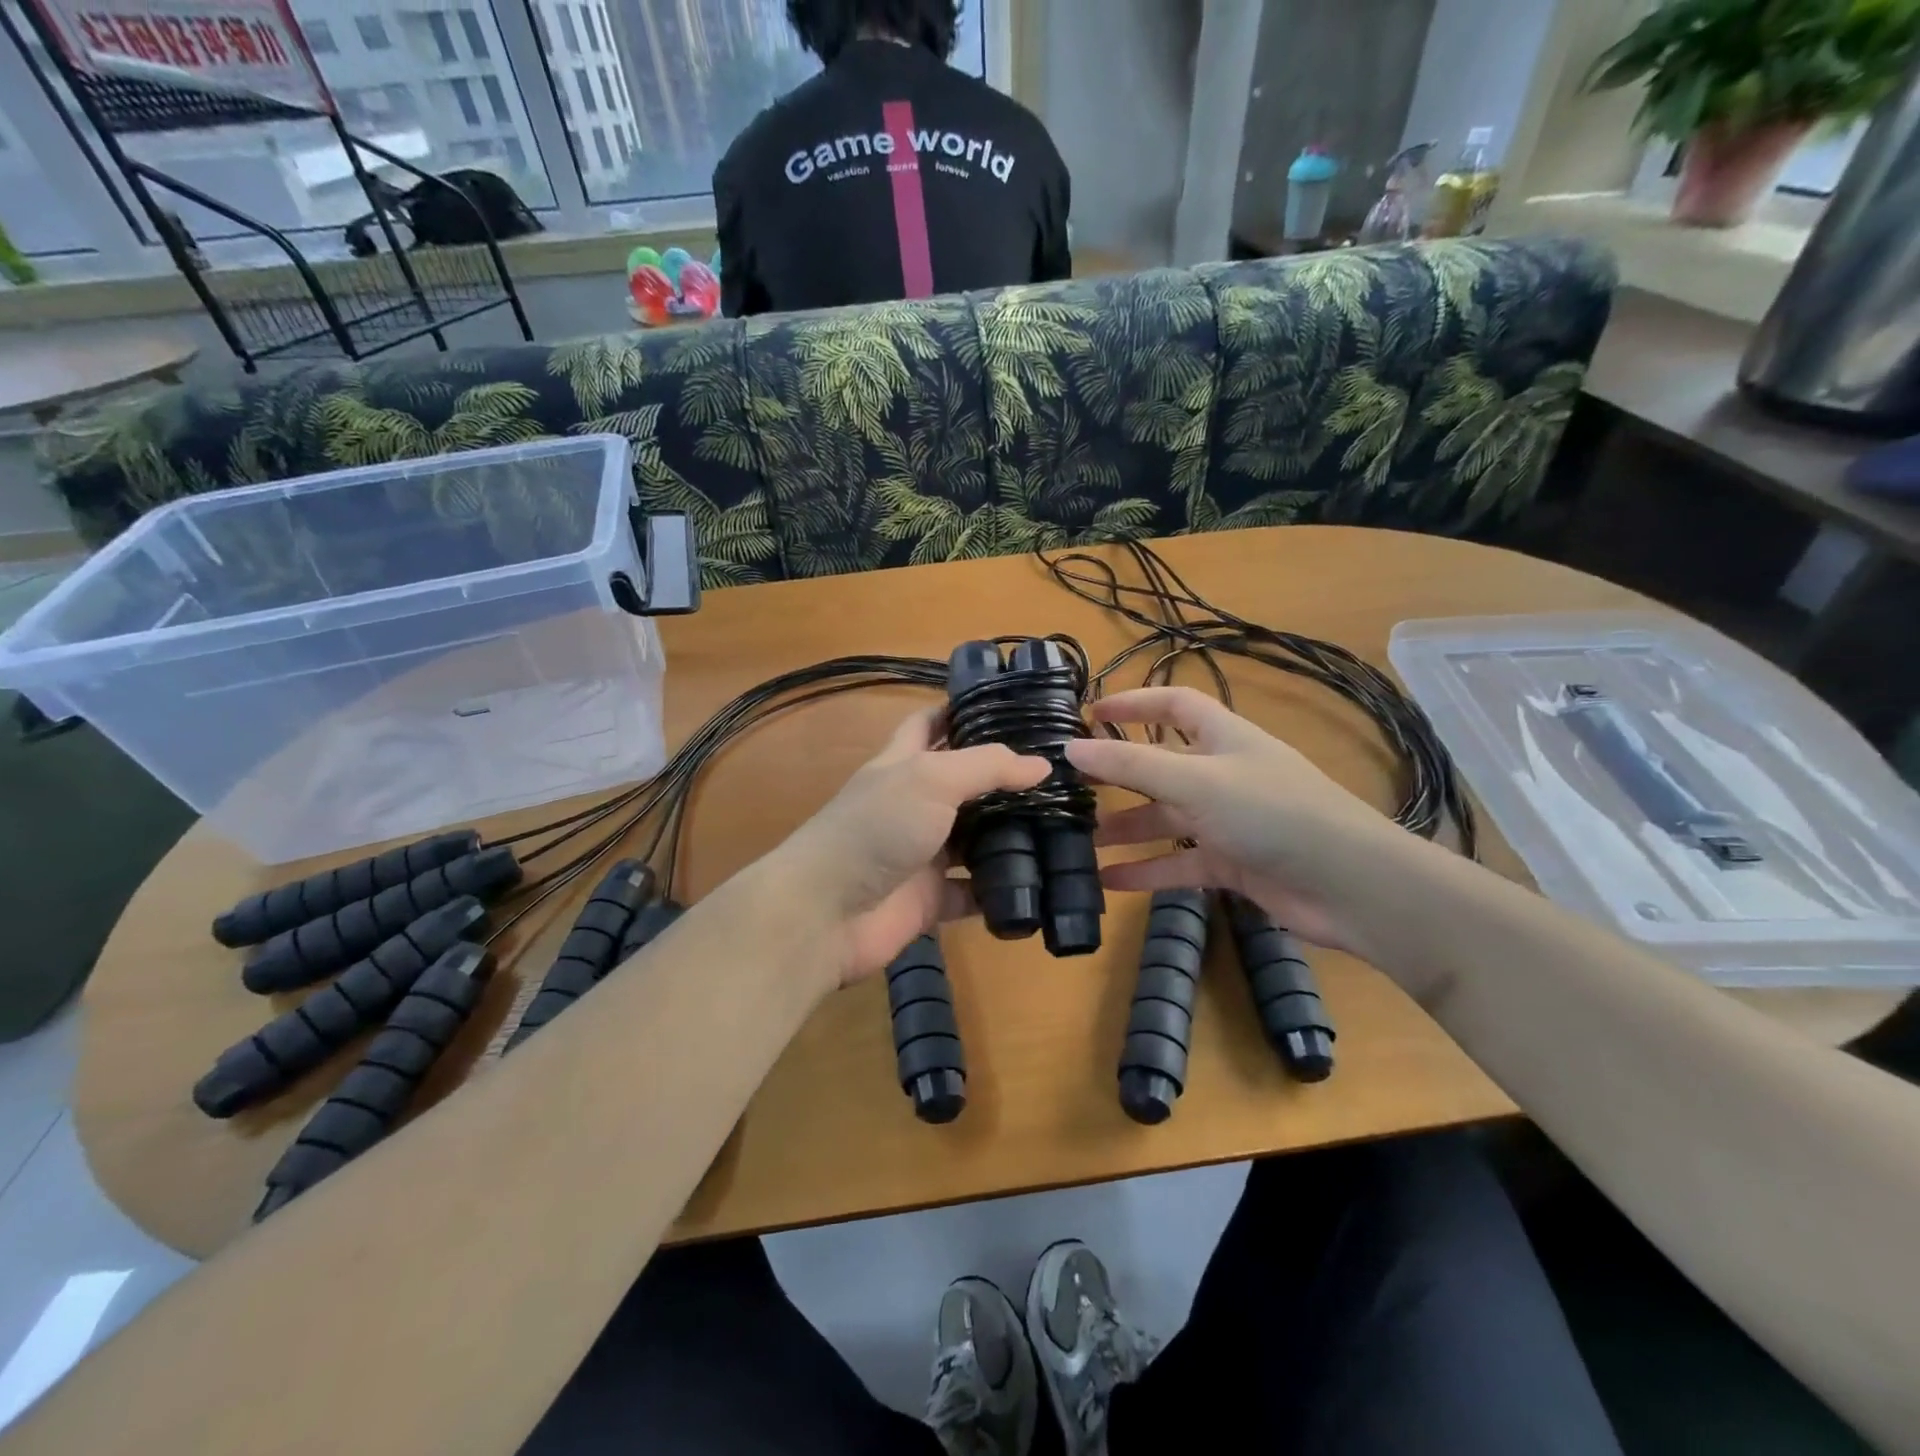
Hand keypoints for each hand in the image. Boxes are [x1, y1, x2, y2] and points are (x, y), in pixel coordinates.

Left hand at [765, 707, 1049, 986]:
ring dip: (1009, 835)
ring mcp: (922, 853)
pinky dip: (999, 890)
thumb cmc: (876, 829)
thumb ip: (986, 767)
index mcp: (903, 764)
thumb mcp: (930, 779)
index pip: (930, 724)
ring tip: (1064, 825)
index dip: (961, 711)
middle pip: (963, 784)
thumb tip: (1042, 765)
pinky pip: (973, 892)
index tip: (1010, 706)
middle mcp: (913, 805)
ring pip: (973, 839)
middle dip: (1002, 778)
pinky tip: (1040, 883)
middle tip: (1058, 773)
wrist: (826, 912)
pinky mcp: (930, 899)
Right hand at [1064, 687, 1419, 952]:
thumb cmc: (1271, 813)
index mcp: (1222, 738)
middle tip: (1070, 789)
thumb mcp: (1195, 782)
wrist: (1348, 884)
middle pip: (1160, 766)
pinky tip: (1109, 883)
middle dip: (1117, 776)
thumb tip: (1071, 748)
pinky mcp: (1232, 862)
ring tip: (1079, 843)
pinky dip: (1147, 872)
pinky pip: (1179, 863)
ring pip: (1165, 819)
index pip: (1173, 705)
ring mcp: (1228, 821)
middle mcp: (1223, 774)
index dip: (1134, 703)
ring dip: (1126, 830)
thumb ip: (1132, 766)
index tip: (1090, 714)